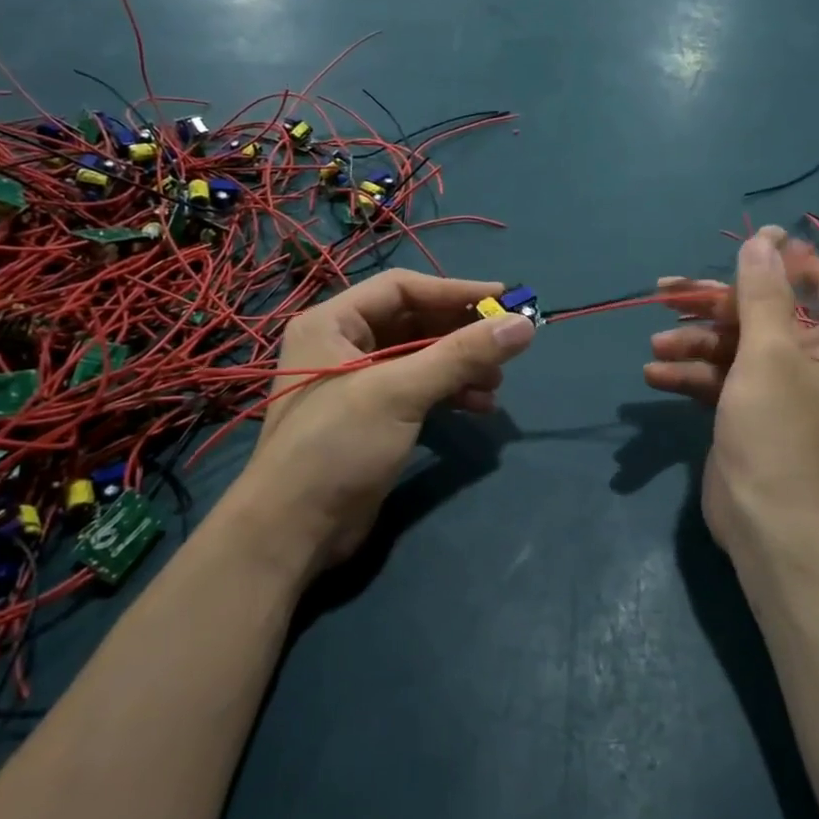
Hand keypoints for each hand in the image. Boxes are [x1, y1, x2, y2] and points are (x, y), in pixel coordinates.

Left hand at [225, 271, 534, 582]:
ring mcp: (357, 382)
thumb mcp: (400, 392)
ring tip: (496, 383)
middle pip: (414, 321)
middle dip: (461, 333)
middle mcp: (343, 344)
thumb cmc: (338, 445)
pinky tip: (479, 405)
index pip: (402, 288)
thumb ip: (462, 354)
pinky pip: (419, 388)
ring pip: (421, 357)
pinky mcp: (373, 416)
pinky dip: (449, 392)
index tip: (505, 299)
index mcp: (333, 321)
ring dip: (461, 365)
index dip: (455, 291)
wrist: (295, 530)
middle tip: (506, 345)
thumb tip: (524, 324)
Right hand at [643, 228, 818, 557]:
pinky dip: (692, 375)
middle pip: (764, 315)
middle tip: (666, 293)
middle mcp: (817, 363)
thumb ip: (762, 293)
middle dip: (714, 306)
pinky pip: (722, 380)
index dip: (787, 263)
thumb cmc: (780, 431)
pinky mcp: (750, 413)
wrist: (769, 526)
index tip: (743, 251)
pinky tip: (655, 375)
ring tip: (656, 345)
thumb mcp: (768, 353)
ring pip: (735, 347)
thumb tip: (765, 237)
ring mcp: (781, 390)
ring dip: (694, 343)